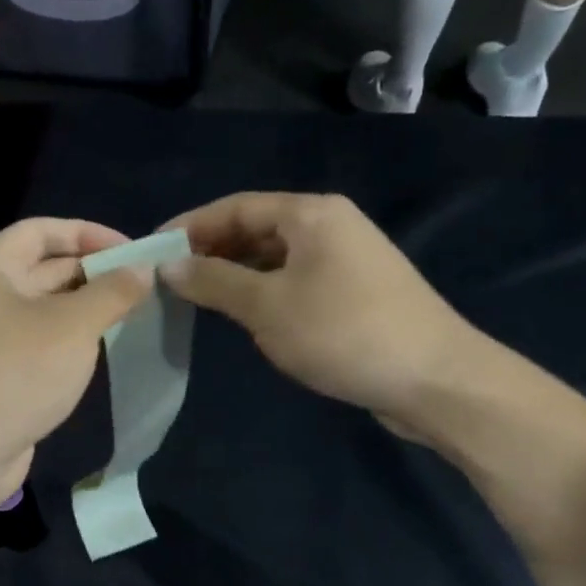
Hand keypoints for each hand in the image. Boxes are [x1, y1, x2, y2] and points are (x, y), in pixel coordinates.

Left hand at [0, 218, 152, 505]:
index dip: (87, 233)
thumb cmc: (19, 373)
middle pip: (45, 267)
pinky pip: (43, 338)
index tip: (131, 250)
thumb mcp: (73, 326)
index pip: (41, 230)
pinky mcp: (3, 368)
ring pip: (47, 306)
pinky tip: (106, 344)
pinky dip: (73, 336)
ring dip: (87, 305)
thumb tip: (142, 270)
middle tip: (142, 283)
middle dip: (93, 271)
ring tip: (133, 311)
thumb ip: (112, 293)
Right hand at [159, 193, 485, 442]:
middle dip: (211, 252)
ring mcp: (346, 260)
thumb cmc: (343, 333)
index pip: (235, 207)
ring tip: (197, 300)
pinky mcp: (355, 293)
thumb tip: (168, 265)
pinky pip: (295, 281)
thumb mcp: (268, 307)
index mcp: (310, 214)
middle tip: (169, 282)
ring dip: (236, 275)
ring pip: (275, 258)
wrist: (433, 378)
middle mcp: (330, 226)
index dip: (189, 227)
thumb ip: (215, 282)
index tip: (152, 252)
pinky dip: (264, 293)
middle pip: (256, 229)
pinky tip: (245, 317)